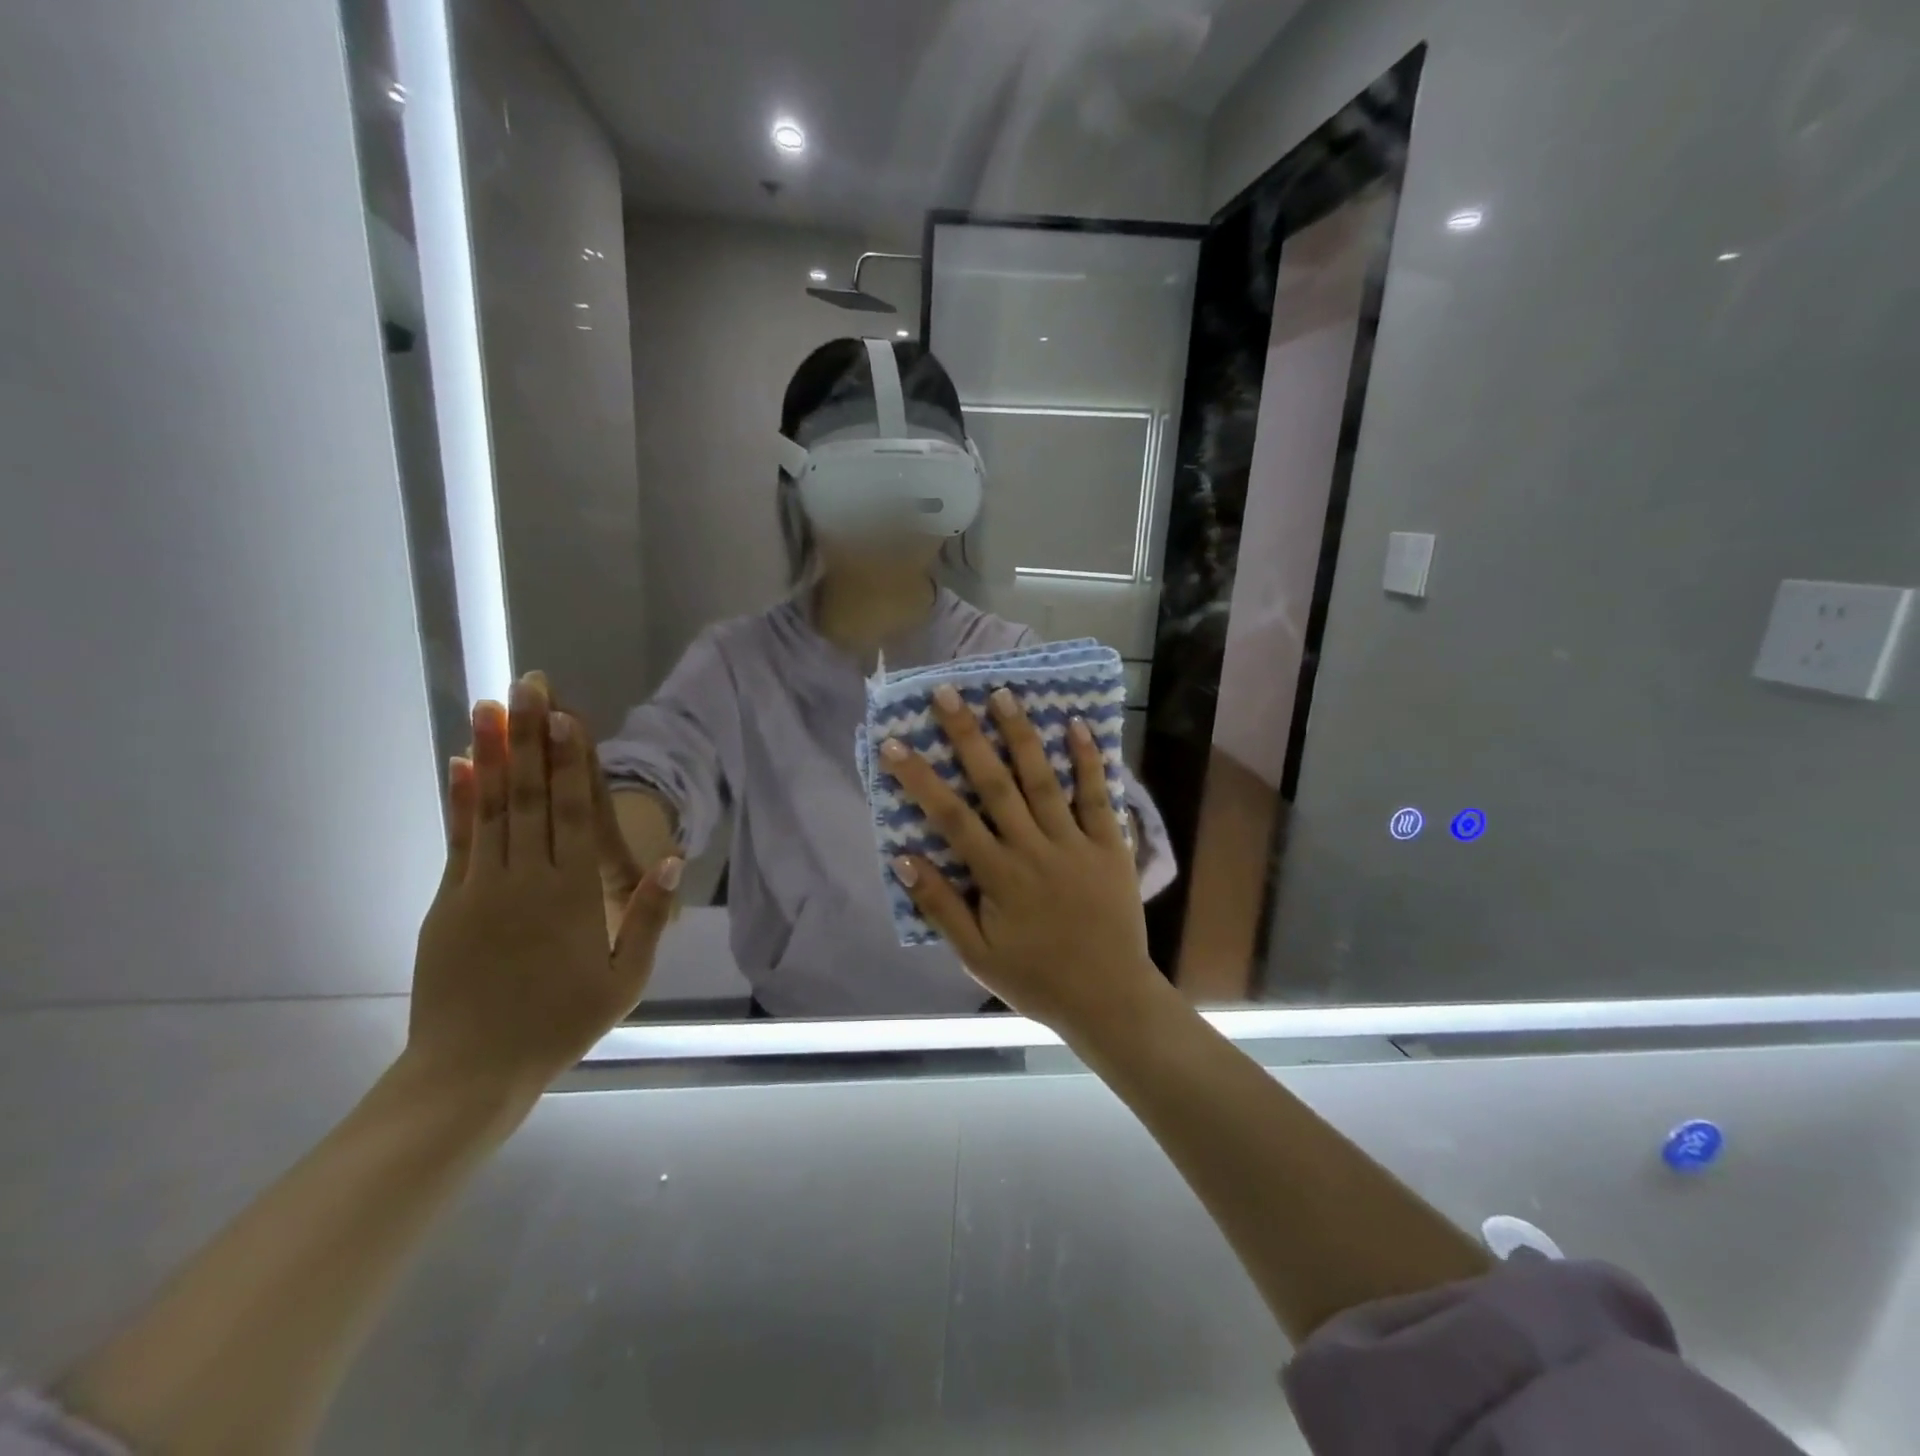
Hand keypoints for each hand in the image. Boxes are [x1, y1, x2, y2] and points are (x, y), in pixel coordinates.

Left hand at [410, 677, 682, 1091]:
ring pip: (493, 808)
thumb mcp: (624, 979)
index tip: (565, 714)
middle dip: (531, 737)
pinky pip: (458, 841)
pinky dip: (460, 800)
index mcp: (573, 895)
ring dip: (493, 753)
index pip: (574, 813)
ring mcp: (482, 887)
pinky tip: (461, 765)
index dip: (570, 760)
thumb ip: (648, 917)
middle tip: (527, 685)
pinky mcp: (449, 902)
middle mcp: (527, 878)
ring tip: (490, 706)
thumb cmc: (561, 1022)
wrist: (472, 1070)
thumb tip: (669, 860)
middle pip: (532, 797)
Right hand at [881, 686, 1159, 1033]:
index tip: (895, 743)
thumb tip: (902, 857)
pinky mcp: (1111, 845)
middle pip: (995, 784)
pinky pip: (1099, 796)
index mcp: (998, 876)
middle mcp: (1034, 849)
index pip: (950, 817)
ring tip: (1002, 694)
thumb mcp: (976, 957)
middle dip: (967, 736)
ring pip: (1043, 779)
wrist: (1110, 1000)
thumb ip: (940, 906)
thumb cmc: (1036, 980)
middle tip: (946, 693)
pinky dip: (1089, 760)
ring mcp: (1075, 843)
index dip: (920, 778)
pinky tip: (1077, 725)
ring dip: (1021, 735)